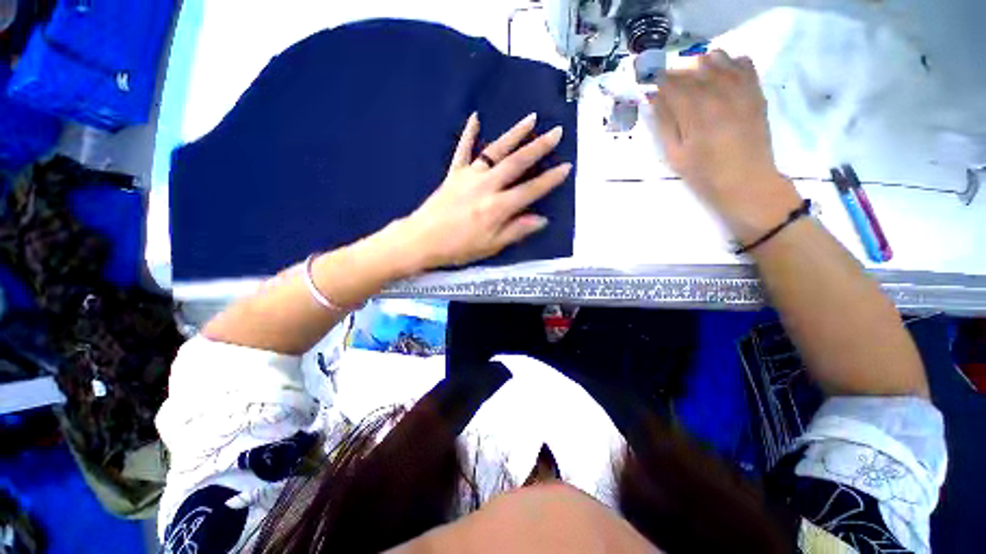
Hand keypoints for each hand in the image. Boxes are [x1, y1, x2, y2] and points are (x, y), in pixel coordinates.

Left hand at [396, 112, 571, 269]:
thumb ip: (516, 231)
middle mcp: (486, 186)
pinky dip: (469, 133)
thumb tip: (541, 220)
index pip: (530, 191)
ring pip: (495, 151)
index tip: (567, 167)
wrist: (421, 239)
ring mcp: (469, 176)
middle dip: (539, 147)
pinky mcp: (454, 174)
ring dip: (514, 134)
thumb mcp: (490, 246)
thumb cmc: (458, 248)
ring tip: (531, 119)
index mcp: (497, 207)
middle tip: (556, 132)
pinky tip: (475, 117)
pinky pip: (463, 150)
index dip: (549, 180)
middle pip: (516, 163)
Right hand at [649, 50, 801, 242]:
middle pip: (693, 70)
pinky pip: (744, 64)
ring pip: (719, 61)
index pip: (673, 85)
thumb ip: (664, 124)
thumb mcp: (675, 155)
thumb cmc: (705, 174)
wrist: (747, 183)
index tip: (652, 88)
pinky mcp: (755, 93)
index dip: (660, 84)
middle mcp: (719, 93)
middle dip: (677, 75)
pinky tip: (721, 73)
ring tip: (693, 78)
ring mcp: (741, 90)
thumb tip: (654, 100)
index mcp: (696, 112)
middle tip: (668, 86)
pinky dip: (730, 62)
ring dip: (701, 65)